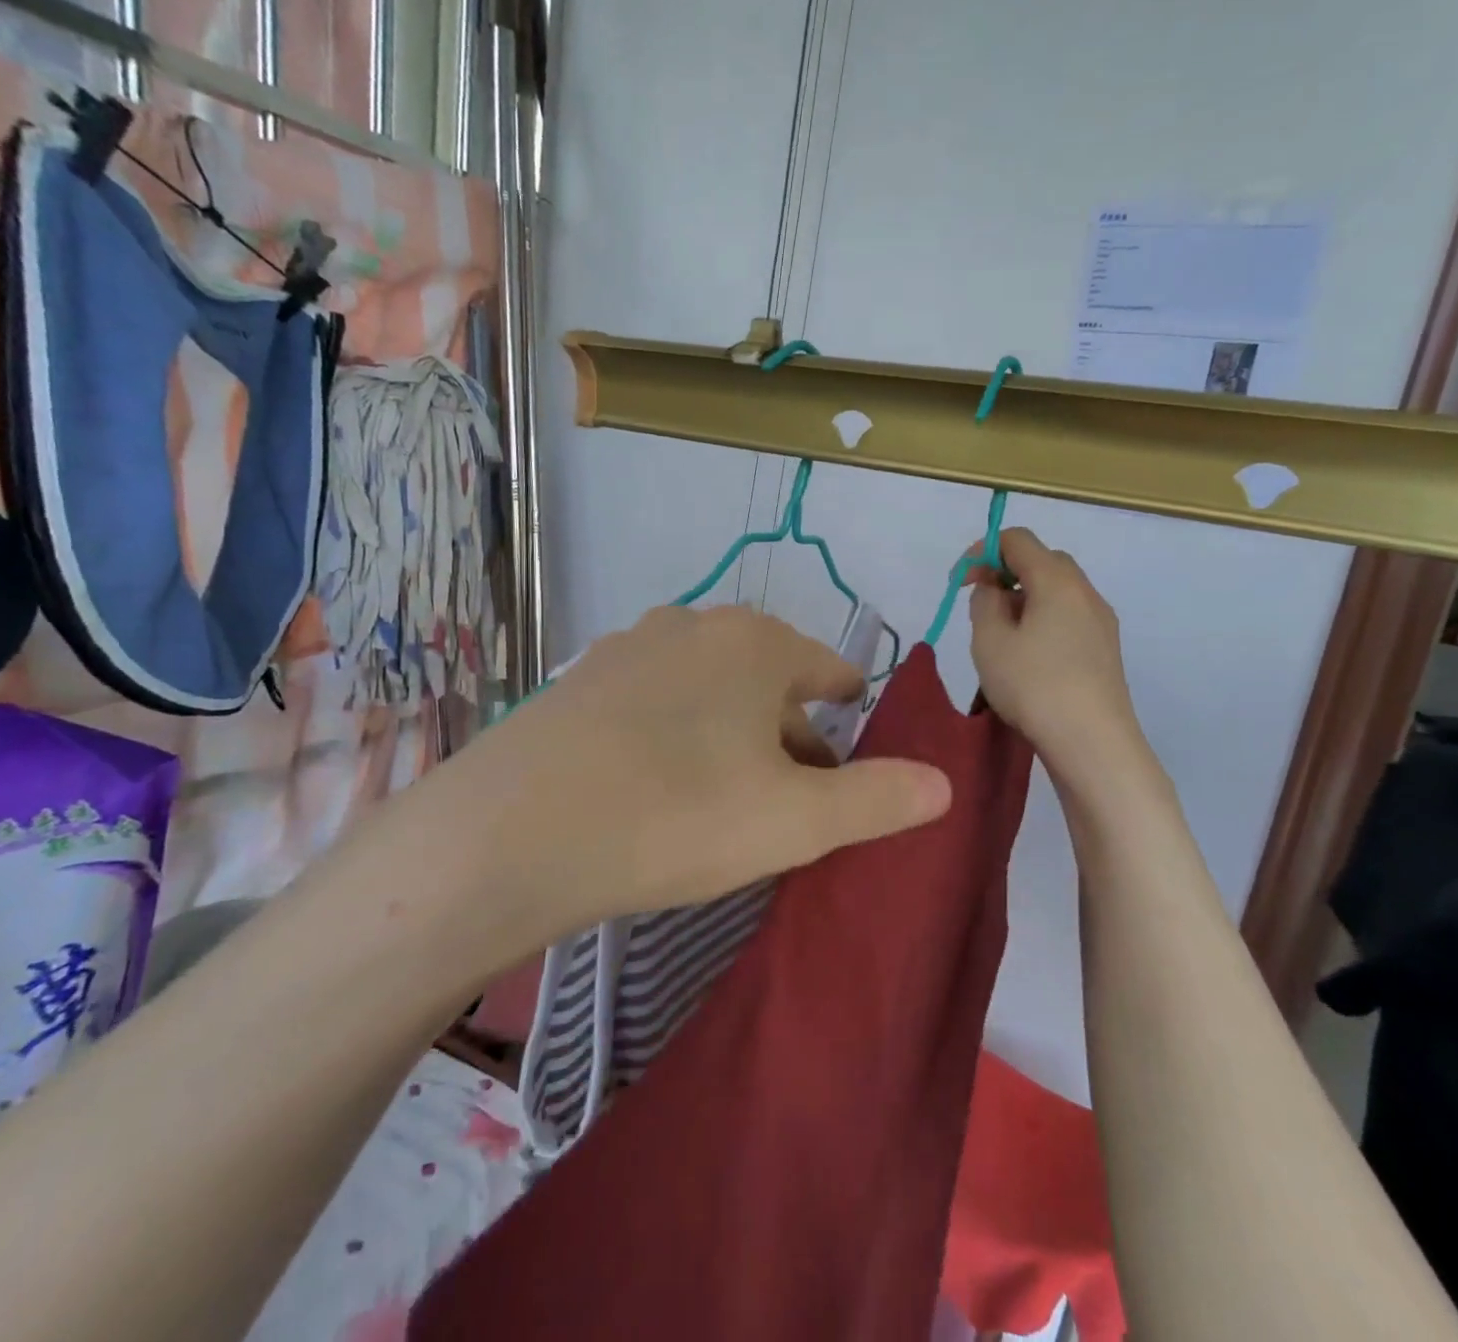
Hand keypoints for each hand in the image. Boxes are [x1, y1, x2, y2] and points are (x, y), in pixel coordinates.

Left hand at [369, 606, 953, 981]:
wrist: (514, 831)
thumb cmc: (677, 814)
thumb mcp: (795, 820)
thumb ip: (877, 798)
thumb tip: (943, 783)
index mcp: (754, 643)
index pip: (826, 666)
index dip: (848, 700)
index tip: (854, 726)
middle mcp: (692, 627)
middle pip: (765, 678)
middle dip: (790, 729)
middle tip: (798, 790)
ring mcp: (627, 648)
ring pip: (707, 687)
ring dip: (731, 730)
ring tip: (732, 790)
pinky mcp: (578, 681)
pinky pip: (653, 701)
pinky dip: (675, 732)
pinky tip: (659, 780)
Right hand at [966, 528, 1144, 761]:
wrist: (1092, 742)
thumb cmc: (1033, 685)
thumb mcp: (990, 640)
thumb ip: (984, 601)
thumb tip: (994, 588)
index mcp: (1056, 580)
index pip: (1017, 539)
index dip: (982, 551)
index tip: (961, 582)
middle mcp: (1085, 591)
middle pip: (1042, 560)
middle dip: (1006, 573)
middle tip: (980, 605)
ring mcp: (1101, 620)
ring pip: (1057, 591)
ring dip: (1025, 599)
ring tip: (1001, 635)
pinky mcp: (1106, 649)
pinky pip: (1069, 616)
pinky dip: (1044, 619)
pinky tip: (1029, 656)